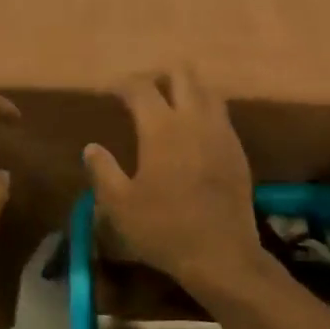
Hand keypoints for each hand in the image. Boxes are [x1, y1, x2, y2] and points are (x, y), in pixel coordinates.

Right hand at [83, 66, 262, 291]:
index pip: (141, 87)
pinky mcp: (237, 151)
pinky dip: (203, 112)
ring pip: (207, 91)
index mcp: (162, 128)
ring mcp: (222, 133)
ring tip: (168, 109)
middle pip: (182, 74)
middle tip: (140, 95)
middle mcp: (195, 120)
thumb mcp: (120, 205)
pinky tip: (191, 135)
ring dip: (185, 91)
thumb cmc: (164, 229)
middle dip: (158, 76)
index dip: (121, 84)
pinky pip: (221, 115)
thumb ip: (102, 170)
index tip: (108, 93)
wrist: (221, 254)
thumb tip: (92, 148)